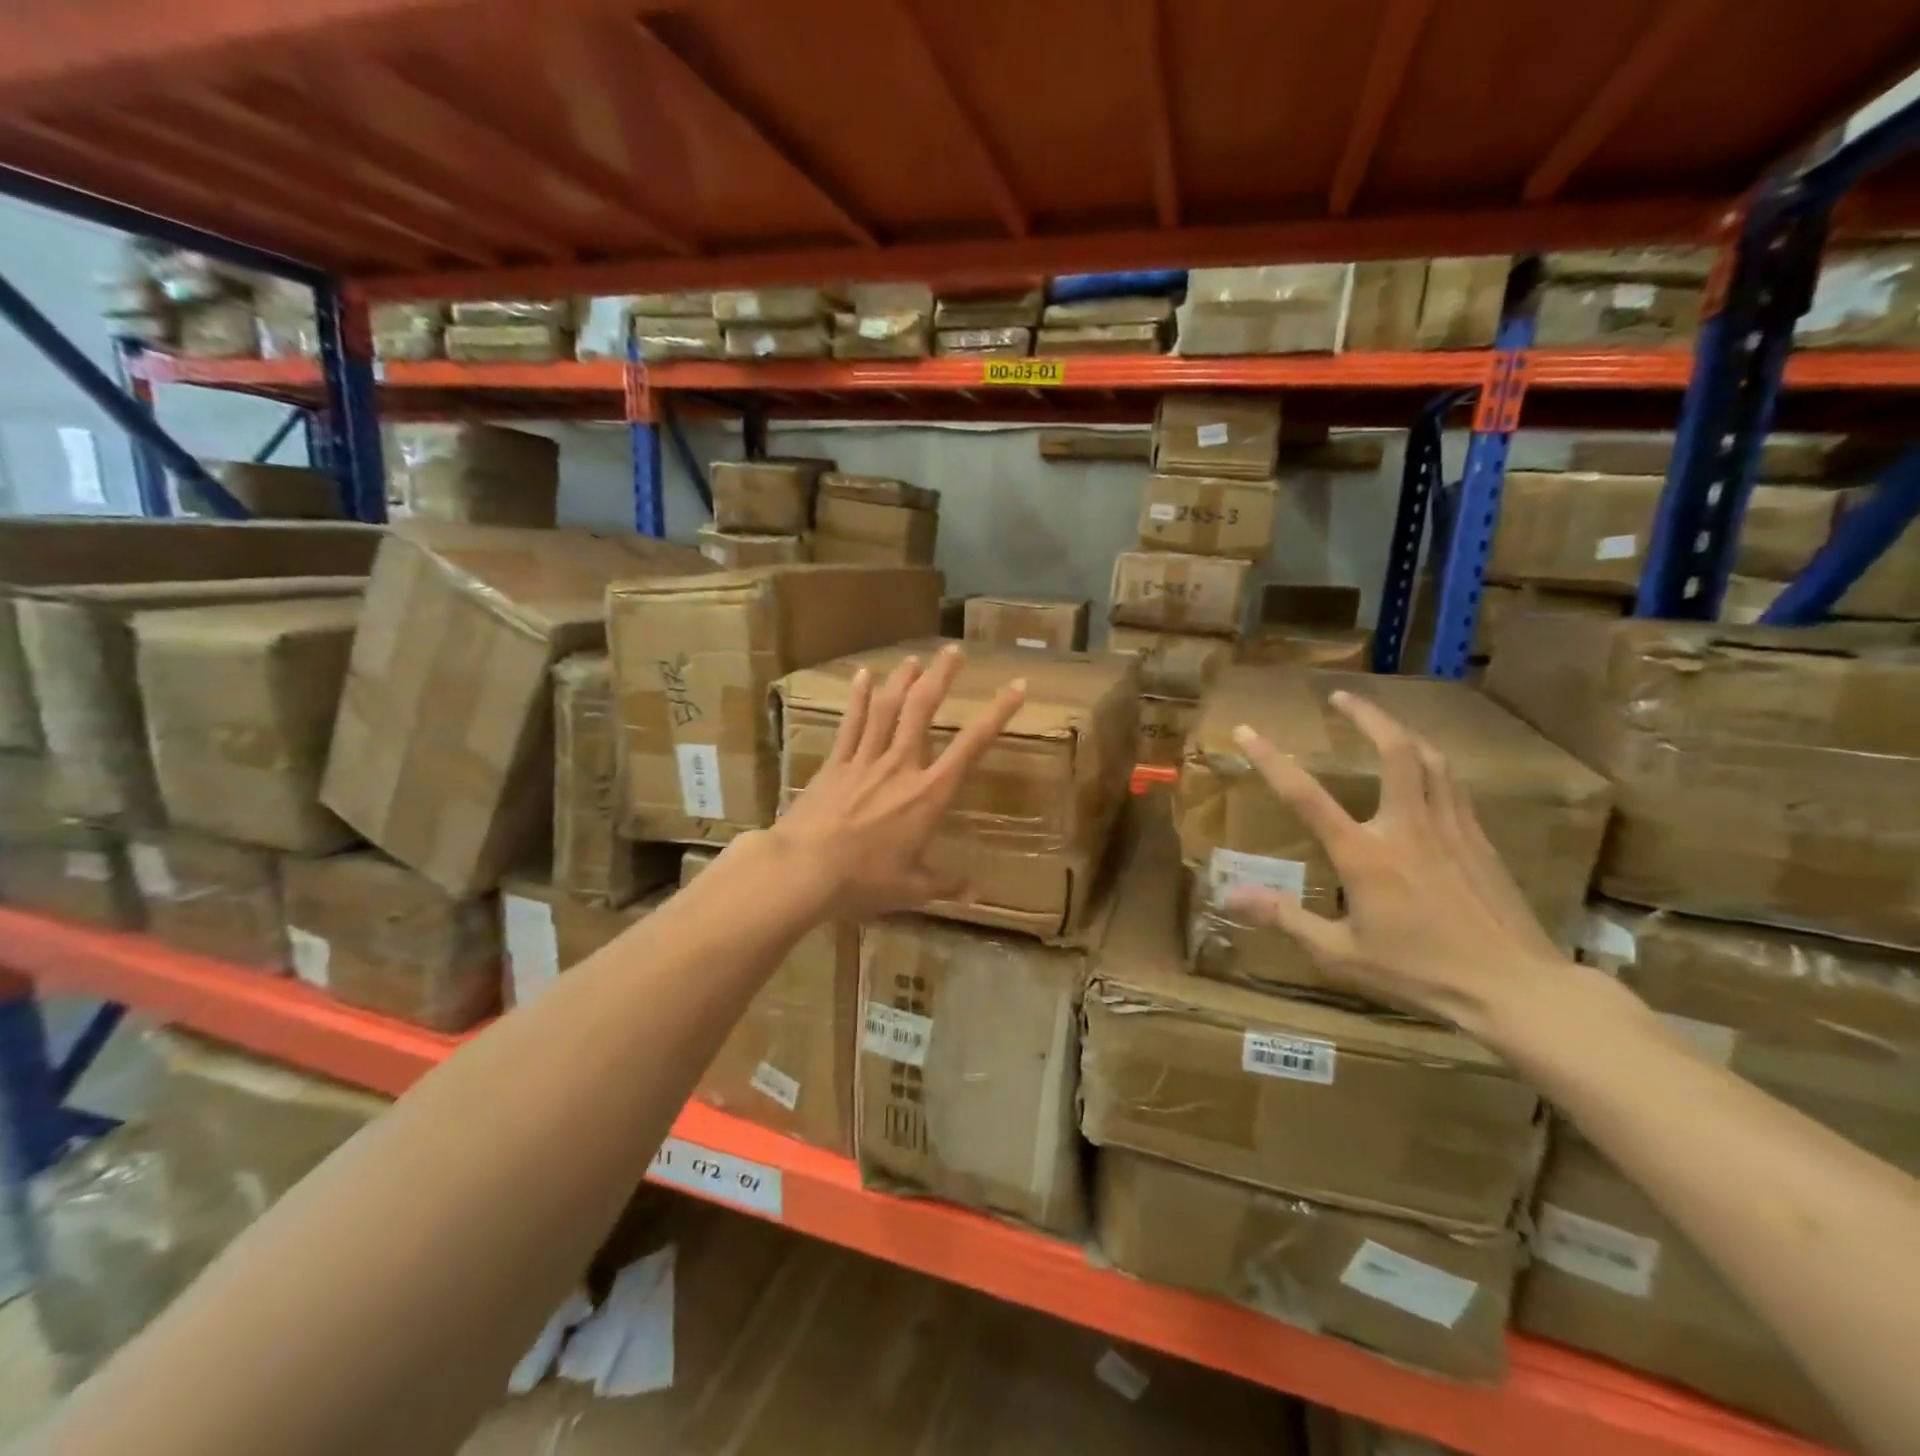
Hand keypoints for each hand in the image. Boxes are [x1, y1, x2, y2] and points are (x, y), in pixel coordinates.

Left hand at [767, 645, 1024, 919]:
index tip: (1016, 688)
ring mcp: (864, 760)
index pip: (971, 746)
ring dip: (902, 679)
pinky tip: (862, 675)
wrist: (804, 870)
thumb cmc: (864, 880)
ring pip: (887, 708)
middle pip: (923, 709)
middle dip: (941, 676)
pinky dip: (857, 697)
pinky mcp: (835, 763)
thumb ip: (945, 884)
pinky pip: (849, 723)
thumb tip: (976, 892)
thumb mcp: (912, 888)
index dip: (997, 714)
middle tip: (953, 651)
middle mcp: (901, 766)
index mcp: (928, 794)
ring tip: (914, 658)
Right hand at [1224, 689, 1570, 1031]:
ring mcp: (1450, 828)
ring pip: (1429, 758)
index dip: (1270, 759)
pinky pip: (1452, 783)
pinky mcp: (1480, 839)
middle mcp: (1406, 827)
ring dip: (1400, 730)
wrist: (1515, 989)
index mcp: (1364, 854)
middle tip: (1341, 696)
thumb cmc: (1420, 973)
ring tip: (1380, 721)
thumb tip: (1231, 895)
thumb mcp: (1340, 955)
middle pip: (1393, 750)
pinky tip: (1424, 767)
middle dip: (1366, 715)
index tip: (1247, 730)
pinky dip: (1431, 762)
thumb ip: (1285, 918)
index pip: (1305, 795)